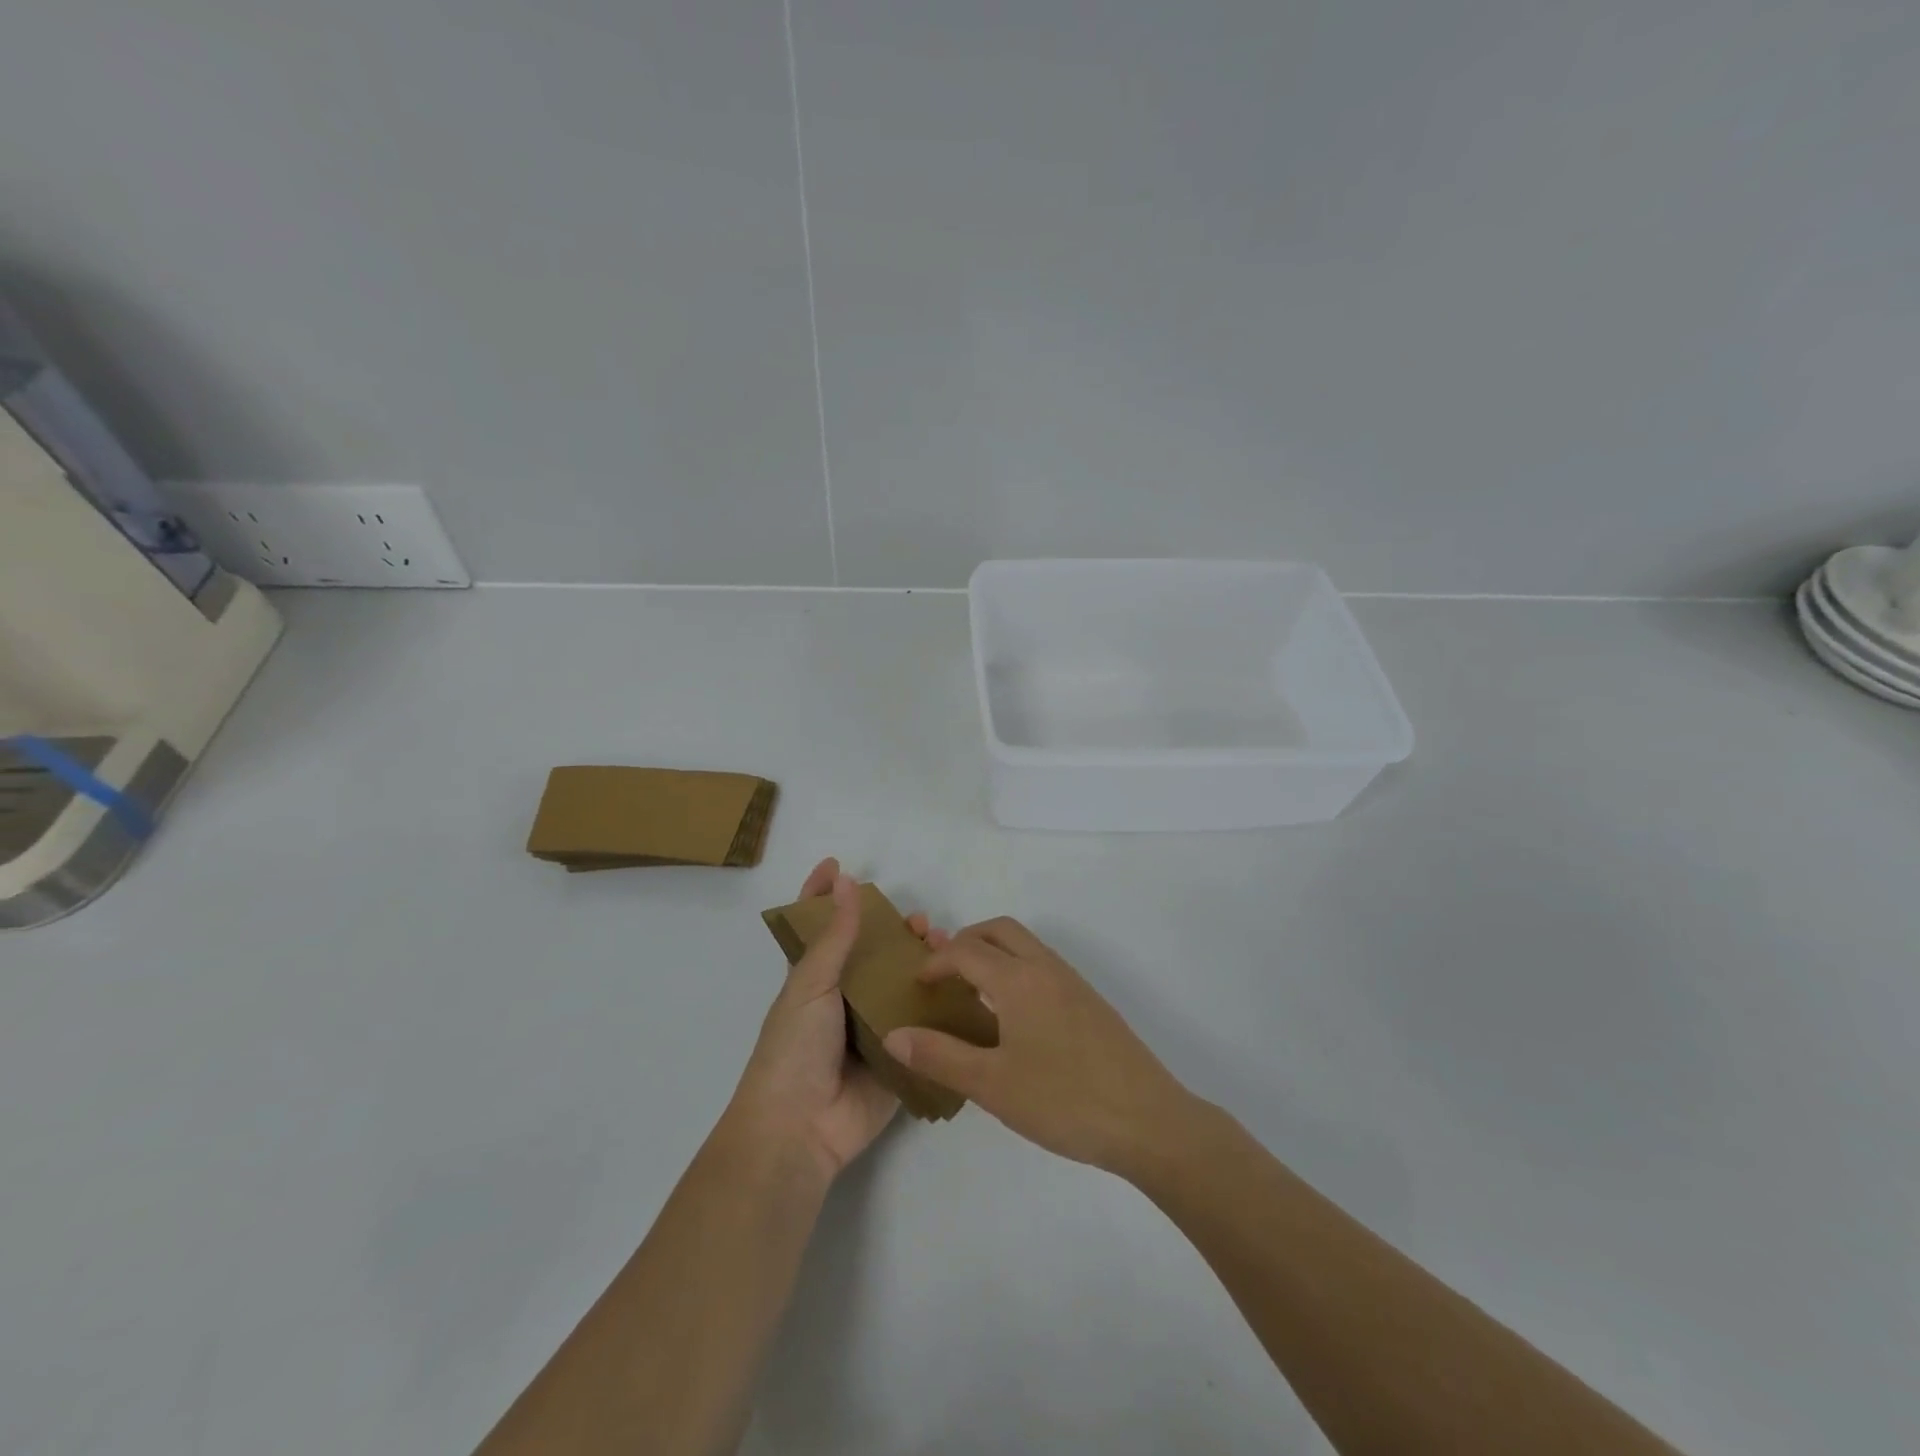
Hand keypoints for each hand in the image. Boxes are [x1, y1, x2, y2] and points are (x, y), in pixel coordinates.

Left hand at [728, 858, 948, 1182]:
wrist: (801, 1129)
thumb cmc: (795, 1048)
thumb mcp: (809, 984)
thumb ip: (835, 936)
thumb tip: (845, 880)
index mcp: (815, 980)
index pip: (820, 927)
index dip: (823, 895)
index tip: (839, 865)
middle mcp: (845, 999)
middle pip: (873, 953)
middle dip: (894, 931)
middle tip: (919, 921)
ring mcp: (873, 1029)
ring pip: (901, 984)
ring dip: (922, 962)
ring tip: (944, 945)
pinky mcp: (899, 1057)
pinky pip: (922, 1025)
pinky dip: (940, 1004)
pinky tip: (963, 985)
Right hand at [881, 918, 1194, 1177]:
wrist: (1148, 1121)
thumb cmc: (1064, 1100)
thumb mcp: (992, 1085)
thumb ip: (940, 1056)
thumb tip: (895, 1035)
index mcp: (1019, 980)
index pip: (967, 951)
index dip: (936, 962)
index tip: (917, 986)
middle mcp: (1046, 968)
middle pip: (1000, 930)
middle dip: (967, 941)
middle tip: (944, 973)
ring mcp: (1074, 983)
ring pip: (1026, 945)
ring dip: (994, 953)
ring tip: (973, 993)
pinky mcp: (1091, 1002)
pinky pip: (1044, 966)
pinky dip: (1017, 970)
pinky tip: (1013, 1018)